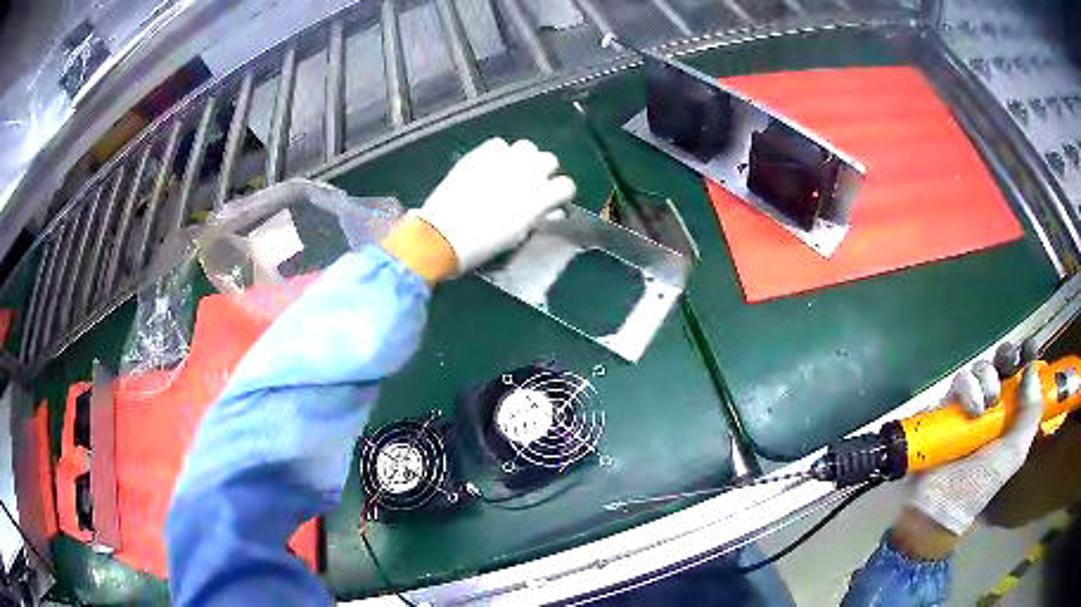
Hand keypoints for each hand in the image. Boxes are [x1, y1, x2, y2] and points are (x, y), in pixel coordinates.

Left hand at [413, 137, 576, 274]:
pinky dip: (498, 153)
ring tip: (511, 171)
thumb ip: (540, 218)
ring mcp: (504, 158)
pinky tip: (489, 166)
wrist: (444, 234)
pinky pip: (499, 144)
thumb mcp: (519, 236)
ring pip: (527, 147)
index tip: (551, 201)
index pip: (566, 185)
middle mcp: (529, 172)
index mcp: (541, 196)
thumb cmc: (484, 244)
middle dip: (543, 172)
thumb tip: (552, 211)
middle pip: (549, 160)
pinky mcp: (481, 153)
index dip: (559, 194)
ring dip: (523, 158)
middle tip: (530, 185)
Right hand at [894, 341, 1043, 557]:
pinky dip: (968, 389)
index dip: (1027, 359)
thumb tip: (1032, 370)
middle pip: (1000, 364)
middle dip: (1006, 357)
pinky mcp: (946, 406)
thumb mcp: (1013, 455)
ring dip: (986, 380)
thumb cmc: (979, 487)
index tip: (1031, 348)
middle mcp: (992, 406)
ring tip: (985, 406)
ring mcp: (968, 405)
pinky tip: (971, 411)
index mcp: (1010, 417)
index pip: (1022, 379)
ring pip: (980, 368)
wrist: (937, 507)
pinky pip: (959, 381)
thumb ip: (1029, 416)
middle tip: (1008, 364)